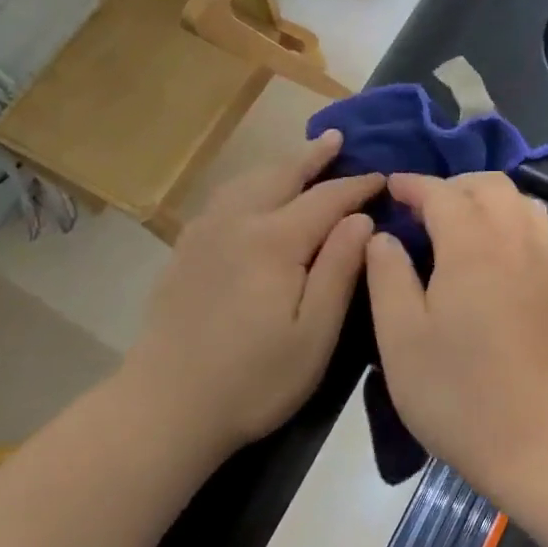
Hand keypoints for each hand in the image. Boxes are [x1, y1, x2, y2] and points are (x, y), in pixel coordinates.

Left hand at [126, 131, 382, 452]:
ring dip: (280, 165)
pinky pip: (224, 198)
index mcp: (275, 241)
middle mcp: (238, 222)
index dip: (357, 186)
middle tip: (337, 139)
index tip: (382, 177)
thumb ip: (340, 269)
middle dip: (313, 156)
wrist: (164, 407)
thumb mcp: (314, 334)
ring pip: (249, 181)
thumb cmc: (253, 379)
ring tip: (300, 157)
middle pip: (282, 175)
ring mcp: (205, 233)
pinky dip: (250, 183)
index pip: (326, 199)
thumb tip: (361, 219)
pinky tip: (254, 195)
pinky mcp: (185, 250)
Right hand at [365, 172, 547, 499]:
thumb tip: (381, 236)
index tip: (388, 188)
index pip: (441, 192)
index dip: (412, 184)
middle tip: (418, 209)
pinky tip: (492, 247)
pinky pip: (537, 224)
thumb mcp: (401, 337)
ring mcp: (544, 259)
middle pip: (487, 184)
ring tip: (455, 223)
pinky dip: (511, 215)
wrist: (539, 443)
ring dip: (484, 197)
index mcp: (472, 245)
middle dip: (450, 185)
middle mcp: (514, 238)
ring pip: (518, 199)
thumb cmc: (458, 393)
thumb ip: (387, 275)